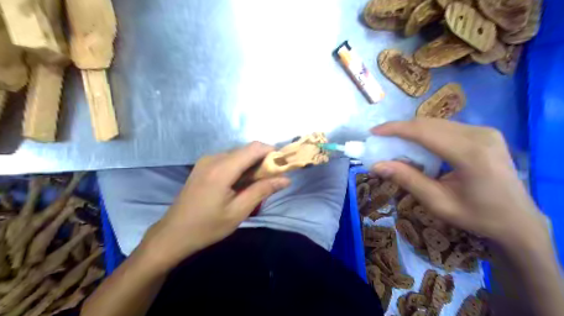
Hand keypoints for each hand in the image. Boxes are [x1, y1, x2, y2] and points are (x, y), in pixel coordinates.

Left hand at [139, 142, 292, 270]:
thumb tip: (285, 179)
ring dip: (252, 165)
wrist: (173, 234)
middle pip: (246, 150)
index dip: (272, 152)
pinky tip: (241, 184)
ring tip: (257, 184)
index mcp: (222, 169)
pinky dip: (240, 167)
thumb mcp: (238, 211)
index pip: (254, 148)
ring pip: (238, 154)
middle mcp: (213, 158)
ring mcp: (206, 161)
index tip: (282, 166)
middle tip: (272, 179)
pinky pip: (228, 159)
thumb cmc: (207, 226)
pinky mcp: (203, 166)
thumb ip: (262, 191)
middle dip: (263, 160)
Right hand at [368, 119, 548, 251]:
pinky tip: (418, 146)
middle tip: (381, 140)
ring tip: (396, 143)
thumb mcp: (437, 202)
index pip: (424, 132)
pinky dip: (427, 134)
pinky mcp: (485, 133)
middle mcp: (479, 135)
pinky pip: (447, 127)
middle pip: (429, 124)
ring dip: (413, 131)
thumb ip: (407, 180)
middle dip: (401, 129)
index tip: (374, 132)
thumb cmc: (477, 216)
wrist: (518, 220)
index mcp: (470, 154)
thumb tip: (376, 165)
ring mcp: (485, 131)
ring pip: (437, 123)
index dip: (395, 129)